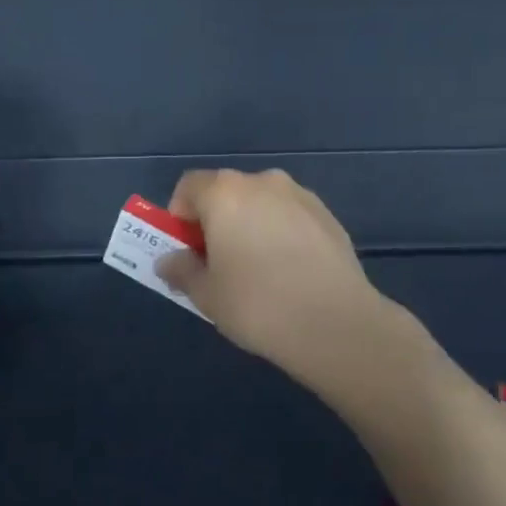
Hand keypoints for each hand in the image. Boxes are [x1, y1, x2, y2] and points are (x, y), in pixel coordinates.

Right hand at [156, 169, 416, 396]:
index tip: (186, 251)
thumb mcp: (207, 294)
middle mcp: (262, 182)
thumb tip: (170, 260)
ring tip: (258, 270)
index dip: (180, 216)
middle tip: (218, 264)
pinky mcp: (328, 215)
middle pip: (226, 192)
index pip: (189, 186)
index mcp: (225, 193)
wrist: (335, 323)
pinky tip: (290, 272)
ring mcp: (300, 195)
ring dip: (250, 225)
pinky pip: (290, 217)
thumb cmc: (257, 304)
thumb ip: (182, 270)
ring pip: (261, 203)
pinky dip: (281, 233)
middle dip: (216, 221)